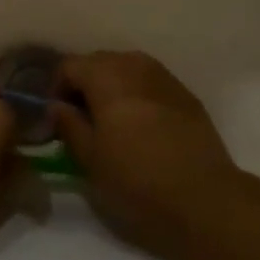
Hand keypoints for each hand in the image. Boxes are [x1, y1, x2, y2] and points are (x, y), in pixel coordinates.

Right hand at [54, 51, 259, 259]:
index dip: (56, 89)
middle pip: (99, 61)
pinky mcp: (186, 95)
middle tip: (80, 119)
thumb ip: (68, 125)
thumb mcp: (90, 159)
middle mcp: (136, 66)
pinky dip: (137, 94)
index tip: (57, 118)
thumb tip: (56, 107)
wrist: (204, 198)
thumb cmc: (137, 180)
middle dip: (84, 84)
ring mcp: (165, 78)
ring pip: (127, 68)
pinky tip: (140, 125)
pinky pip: (151, 82)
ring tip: (110, 121)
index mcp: (107, 77)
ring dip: (112, 86)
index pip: (70, 65)